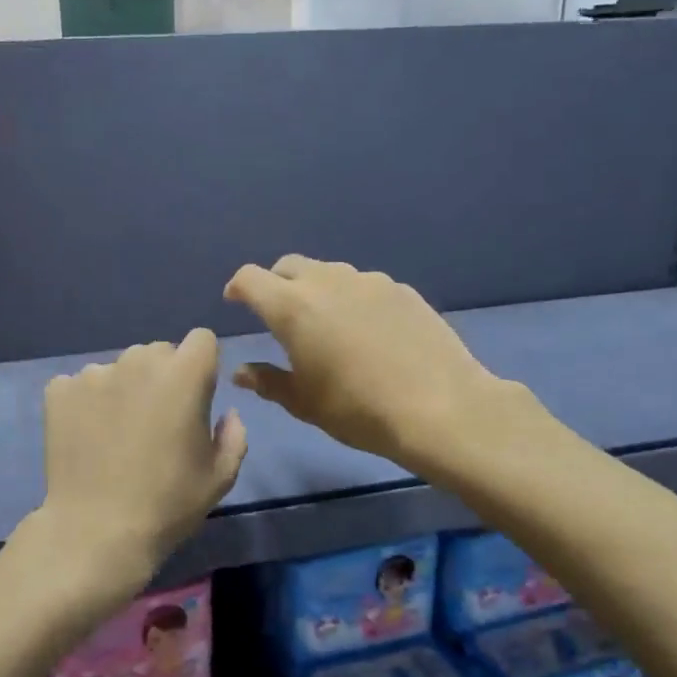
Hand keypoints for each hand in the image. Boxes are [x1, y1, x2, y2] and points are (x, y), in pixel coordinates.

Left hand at [38, 328, 247, 611]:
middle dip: (162, 377)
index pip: (201, 340)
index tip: (196, 398)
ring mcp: (94, 373)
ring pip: (119, 368)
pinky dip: (86, 403)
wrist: (96, 531)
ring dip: (124, 389)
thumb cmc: (168, 504)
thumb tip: (226, 414)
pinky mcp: (59, 391)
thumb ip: (233, 435)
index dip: (202, 366)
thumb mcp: (220, 476)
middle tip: (156, 422)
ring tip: (116, 433)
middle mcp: (138, 361)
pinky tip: (87, 437)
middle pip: (158, 352)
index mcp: (184, 375)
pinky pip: (81, 384)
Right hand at [224, 255, 531, 475]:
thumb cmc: (359, 410)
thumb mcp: (304, 403)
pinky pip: (363, 285)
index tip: (235, 302)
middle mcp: (327, 282)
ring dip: (315, 289)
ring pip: (328, 273)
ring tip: (325, 323)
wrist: (441, 408)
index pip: (250, 278)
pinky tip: (367, 331)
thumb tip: (241, 372)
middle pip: (289, 266)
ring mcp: (368, 281)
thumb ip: (268, 382)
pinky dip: (351, 299)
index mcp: (293, 307)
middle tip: (278, 315)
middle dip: (275, 283)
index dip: (238, 288)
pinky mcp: (401, 290)